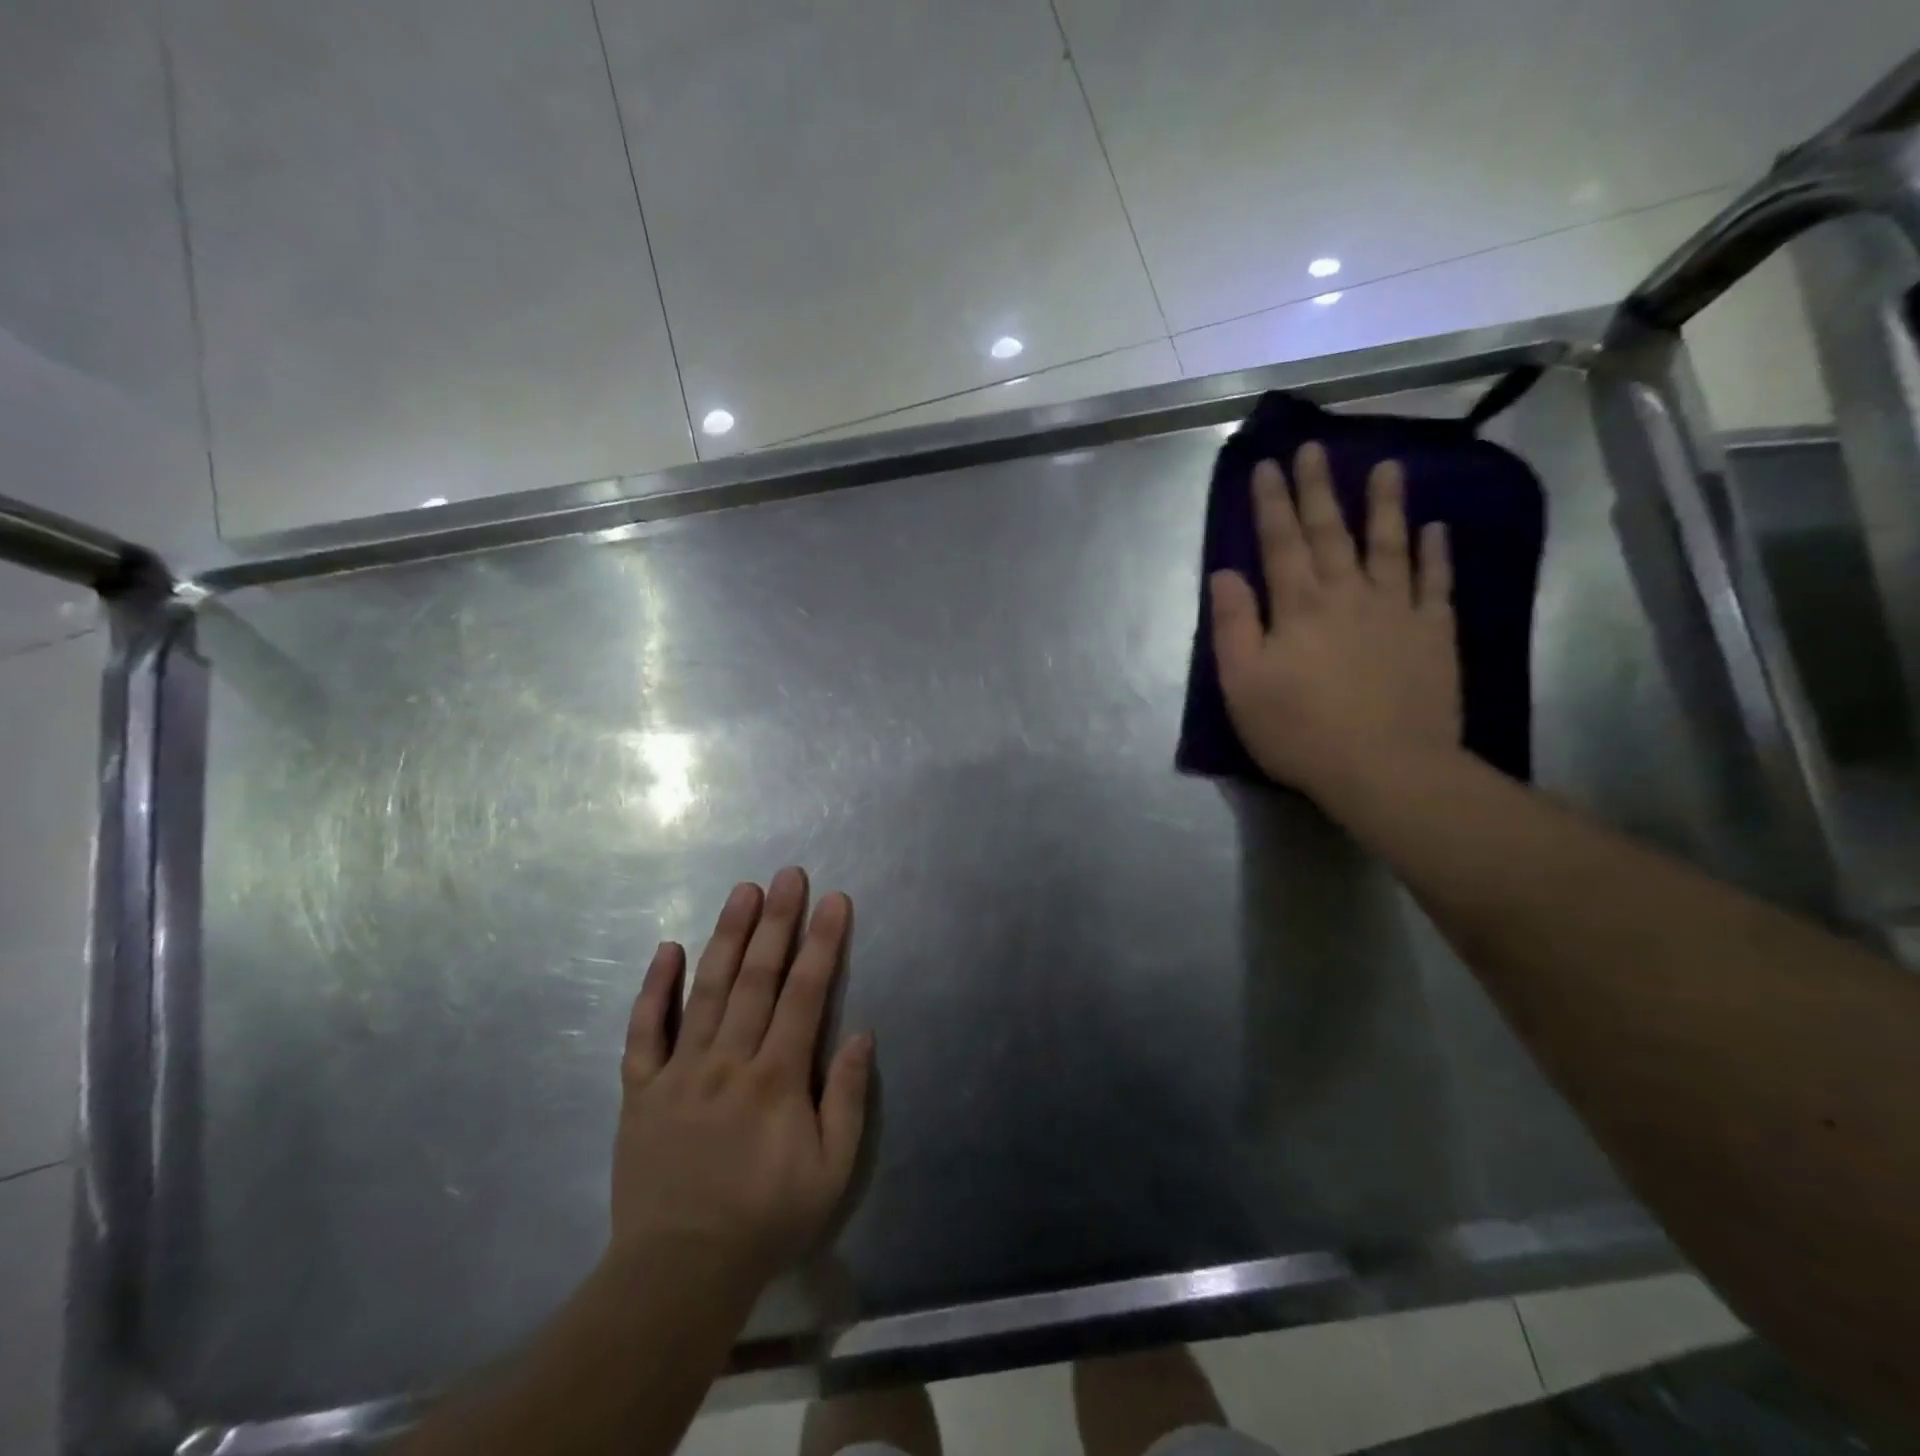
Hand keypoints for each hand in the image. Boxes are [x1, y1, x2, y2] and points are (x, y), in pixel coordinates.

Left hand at [610, 868, 871, 1294]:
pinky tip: (667, 948)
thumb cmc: (766, 1219)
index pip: (806, 994)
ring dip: (728, 936)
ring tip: (743, 892)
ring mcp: (680, 1071)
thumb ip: (847, 1098)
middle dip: (778, 922)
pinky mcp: (641, 1089)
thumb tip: (861, 1033)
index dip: (822, 943)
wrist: (679, 1271)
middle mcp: (729, 1060)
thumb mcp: (831, 1171)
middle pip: (758, 978)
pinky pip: (645, 1031)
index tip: (833, 900)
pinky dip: (654, 988)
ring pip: (707, 990)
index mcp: (777, 1078)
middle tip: (788, 875)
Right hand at [1209, 442, 1459, 807]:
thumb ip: (1233, 625)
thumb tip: (1226, 573)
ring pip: (1389, 544)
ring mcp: (1396, 610)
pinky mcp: (1433, 633)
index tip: (1268, 464)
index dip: (1272, 503)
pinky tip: (1435, 528)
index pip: (1280, 542)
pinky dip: (1435, 552)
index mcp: (1298, 606)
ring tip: (1388, 466)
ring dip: (1385, 504)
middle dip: (1319, 489)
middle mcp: (1348, 594)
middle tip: (1315, 448)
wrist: (1386, 768)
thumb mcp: (1243, 684)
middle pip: (1330, 532)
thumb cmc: (1300, 730)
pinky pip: (1435, 582)